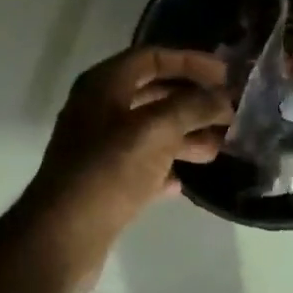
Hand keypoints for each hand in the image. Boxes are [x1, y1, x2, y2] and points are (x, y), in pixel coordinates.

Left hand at [19, 47, 233, 290]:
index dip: (190, 62)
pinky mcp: (104, 181)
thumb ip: (193, 108)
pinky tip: (186, 180)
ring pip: (151, 131)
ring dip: (186, 135)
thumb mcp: (156, 130)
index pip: (152, 57)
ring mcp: (99, 147)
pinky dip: (165, 167)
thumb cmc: (109, 170)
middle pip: (154, 93)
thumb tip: (223, 98)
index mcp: (104, 85)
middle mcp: (99, 110)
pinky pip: (142, 164)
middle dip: (193, 102)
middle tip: (229, 112)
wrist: (63, 235)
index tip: (225, 75)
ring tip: (220, 147)